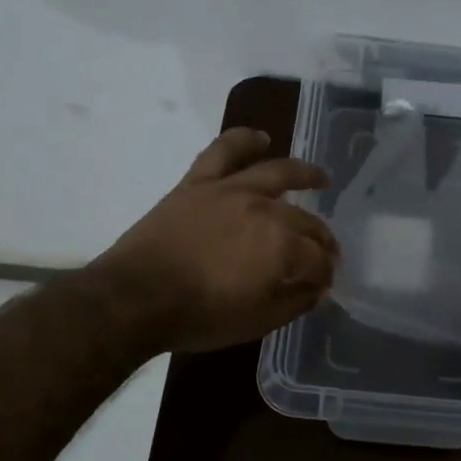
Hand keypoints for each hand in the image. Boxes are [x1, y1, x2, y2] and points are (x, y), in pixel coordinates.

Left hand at [99, 128, 337, 353]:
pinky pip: (223, 151)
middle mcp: (264, 210)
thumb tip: (316, 289)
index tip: (324, 284)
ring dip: (304, 174)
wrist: (135, 299)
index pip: (318, 258)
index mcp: (282, 246)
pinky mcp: (199, 182)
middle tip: (326, 250)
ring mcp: (230, 190)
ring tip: (319, 178)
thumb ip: (294, 302)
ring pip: (276, 173)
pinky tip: (260, 138)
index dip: (325, 273)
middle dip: (321, 238)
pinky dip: (243, 140)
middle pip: (305, 220)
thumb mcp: (257, 322)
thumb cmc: (199, 316)